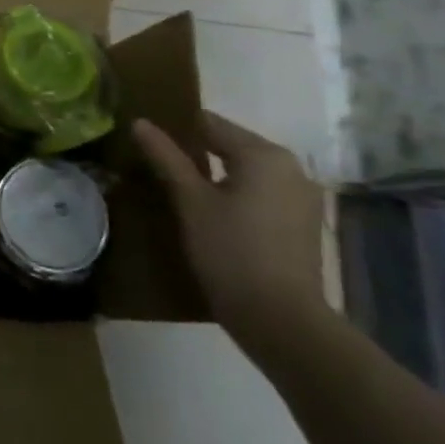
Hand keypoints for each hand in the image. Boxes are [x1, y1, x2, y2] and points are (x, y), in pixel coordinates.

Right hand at [133, 111, 325, 336]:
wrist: (282, 321)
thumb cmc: (230, 252)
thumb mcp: (190, 202)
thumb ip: (166, 158)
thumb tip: (139, 122)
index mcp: (263, 154)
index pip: (211, 124)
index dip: (177, 129)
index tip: (150, 141)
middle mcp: (291, 167)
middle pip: (233, 145)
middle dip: (198, 153)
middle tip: (161, 167)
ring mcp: (303, 197)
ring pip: (249, 172)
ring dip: (219, 176)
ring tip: (183, 192)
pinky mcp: (304, 224)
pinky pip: (264, 194)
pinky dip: (239, 196)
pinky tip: (216, 216)